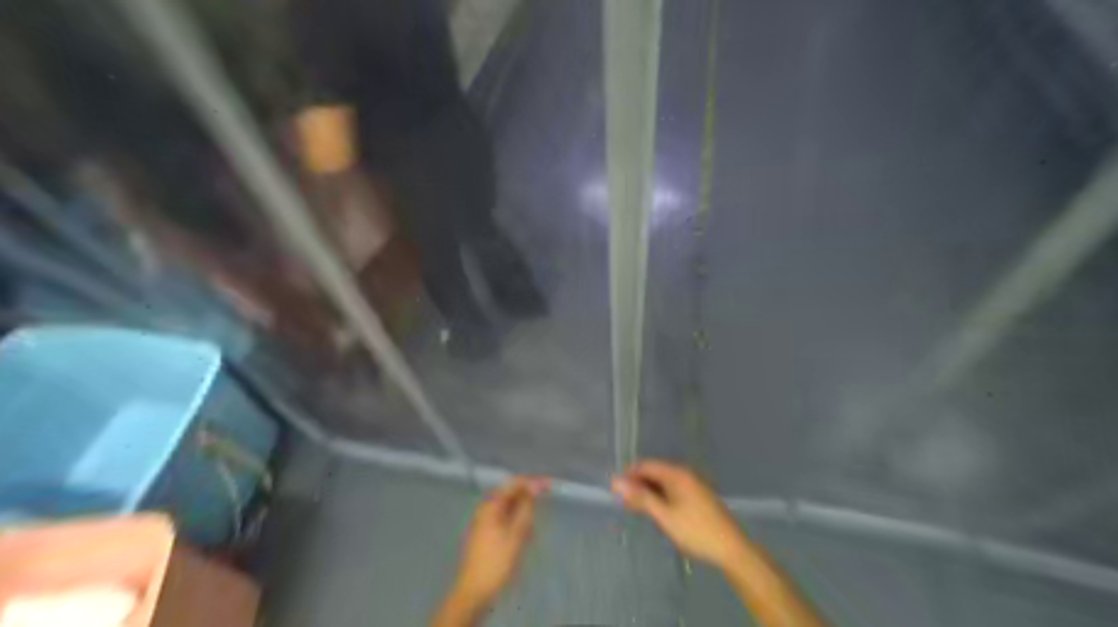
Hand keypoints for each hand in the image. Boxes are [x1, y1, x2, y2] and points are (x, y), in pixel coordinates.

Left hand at [449, 475, 548, 606]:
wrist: (474, 591)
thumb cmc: (497, 562)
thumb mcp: (517, 534)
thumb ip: (526, 508)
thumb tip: (534, 488)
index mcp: (491, 505)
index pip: (514, 483)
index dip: (533, 482)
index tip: (550, 485)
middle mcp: (486, 509)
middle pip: (510, 494)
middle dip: (528, 497)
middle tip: (544, 505)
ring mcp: (484, 521)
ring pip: (508, 508)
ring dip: (522, 512)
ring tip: (533, 526)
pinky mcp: (485, 534)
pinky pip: (504, 519)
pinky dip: (516, 523)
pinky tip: (523, 535)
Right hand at [616, 459, 744, 568]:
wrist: (732, 549)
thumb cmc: (696, 531)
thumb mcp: (664, 516)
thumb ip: (640, 497)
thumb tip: (616, 481)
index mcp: (677, 474)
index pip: (645, 465)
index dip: (628, 476)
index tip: (615, 492)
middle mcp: (685, 474)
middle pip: (654, 472)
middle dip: (638, 485)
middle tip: (625, 505)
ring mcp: (693, 484)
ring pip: (663, 483)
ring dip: (649, 493)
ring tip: (637, 510)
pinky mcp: (698, 496)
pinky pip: (673, 490)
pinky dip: (661, 497)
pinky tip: (657, 512)